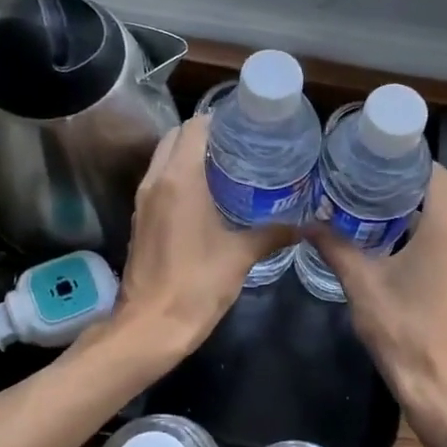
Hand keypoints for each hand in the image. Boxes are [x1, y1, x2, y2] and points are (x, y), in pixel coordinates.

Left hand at [111, 114, 294, 359]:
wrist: (150, 326)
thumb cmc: (196, 285)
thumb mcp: (241, 256)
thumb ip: (273, 234)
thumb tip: (306, 225)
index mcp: (179, 180)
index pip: (195, 128)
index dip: (220, 120)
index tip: (247, 125)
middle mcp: (156, 181)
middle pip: (175, 137)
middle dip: (204, 134)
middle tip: (241, 144)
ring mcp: (143, 201)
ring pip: (163, 159)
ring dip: (189, 155)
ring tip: (228, 165)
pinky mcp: (140, 219)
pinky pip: (159, 182)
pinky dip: (179, 176)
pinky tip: (208, 194)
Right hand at [312, 164, 446, 419]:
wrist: (441, 383)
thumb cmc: (402, 330)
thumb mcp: (361, 285)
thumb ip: (335, 248)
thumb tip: (307, 224)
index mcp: (446, 229)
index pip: (439, 174)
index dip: (413, 163)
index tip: (382, 161)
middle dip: (429, 180)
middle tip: (388, 184)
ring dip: (438, 203)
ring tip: (392, 207)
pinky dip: (443, 225)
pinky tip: (406, 241)